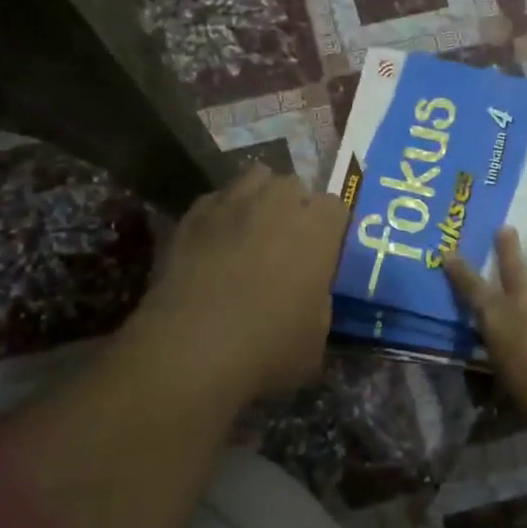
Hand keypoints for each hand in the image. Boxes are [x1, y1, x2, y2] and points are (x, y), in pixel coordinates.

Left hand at [137, 165, 344, 403]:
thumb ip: (320, 302)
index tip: (324, 252)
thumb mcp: (316, 336)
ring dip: (259, 199)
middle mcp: (278, 202)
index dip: (330, 228)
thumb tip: (310, 295)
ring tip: (251, 231)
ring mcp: (231, 202)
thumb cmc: (268, 347)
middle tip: (287, 243)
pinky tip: (215, 243)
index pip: (336, 207)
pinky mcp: (192, 215)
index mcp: (318, 228)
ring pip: (254, 179)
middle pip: (294, 185)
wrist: (190, 349)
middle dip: (294, 207)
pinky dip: (221, 214)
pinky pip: (215, 200)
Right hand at [445, 227, 526, 423]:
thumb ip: (508, 354)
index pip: (471, 288)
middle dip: (507, 245)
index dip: (460, 270)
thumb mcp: (508, 377)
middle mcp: (525, 299)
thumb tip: (509, 353)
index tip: (450, 253)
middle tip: (506, 229)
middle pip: (513, 263)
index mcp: (497, 319)